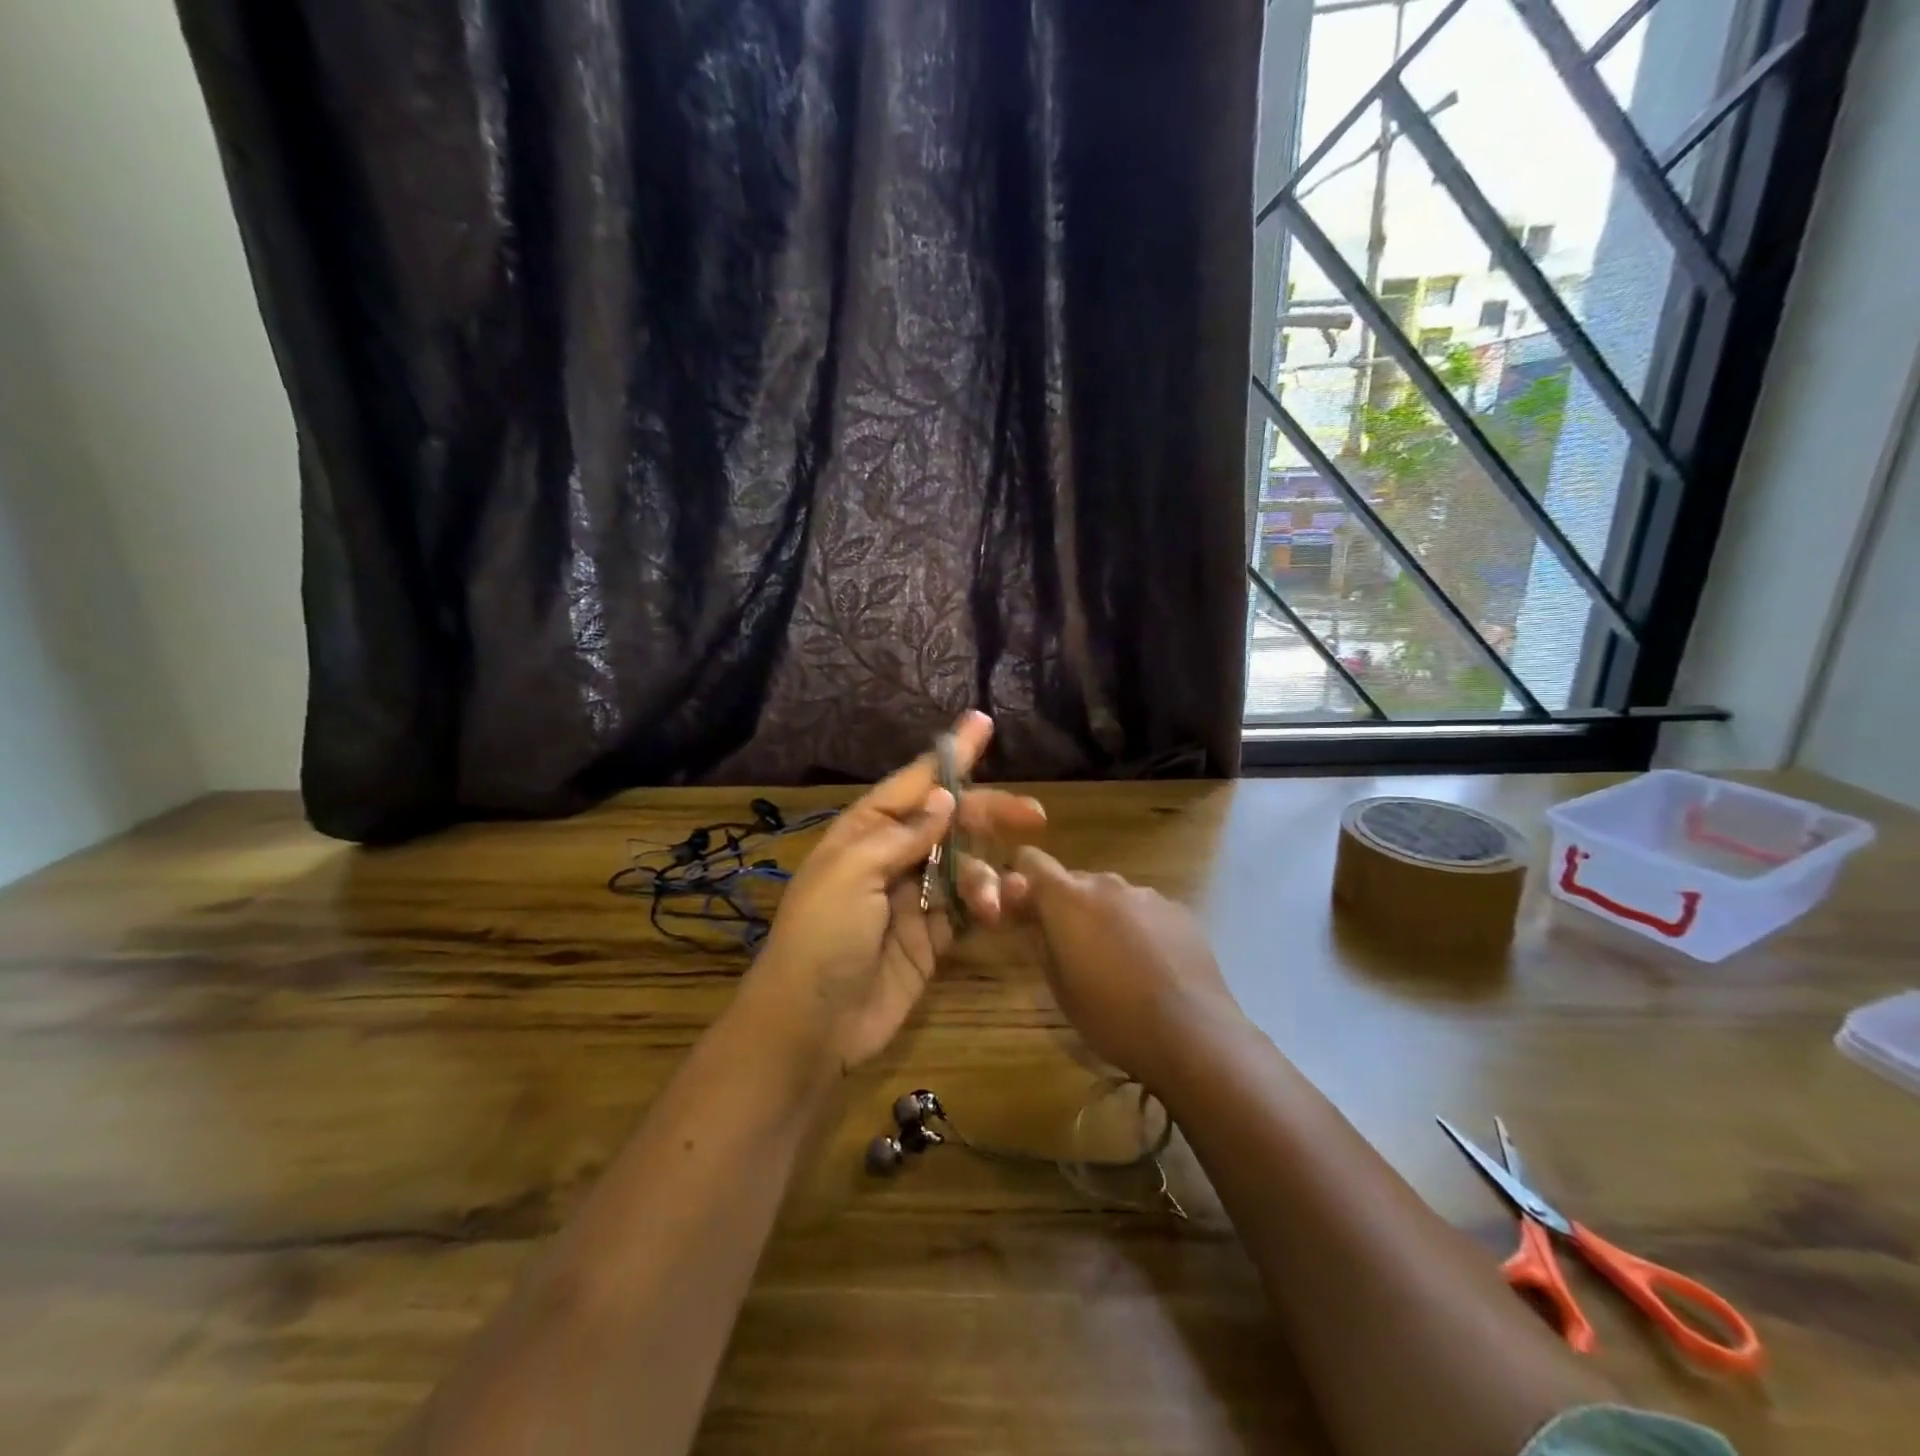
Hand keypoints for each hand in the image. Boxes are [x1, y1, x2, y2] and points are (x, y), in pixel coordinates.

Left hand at [749, 712, 1046, 1073]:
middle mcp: (892, 857)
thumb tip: (944, 797)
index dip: (952, 754)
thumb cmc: (823, 937)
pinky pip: (967, 909)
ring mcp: (913, 898)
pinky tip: (1003, 909)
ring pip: (964, 866)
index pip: (916, 782)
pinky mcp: (930, 938)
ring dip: (986, 875)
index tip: (983, 723)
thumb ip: (903, 835)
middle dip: (989, 814)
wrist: (811, 1025)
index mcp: (865, 831)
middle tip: (1034, 816)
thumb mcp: (853, 874)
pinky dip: (988, 905)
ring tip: (993, 898)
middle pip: (950, 821)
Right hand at [1001, 848, 1243, 1086]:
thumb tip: (1029, 915)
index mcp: (1067, 898)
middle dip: (1066, 906)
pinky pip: (1145, 910)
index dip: (1023, 881)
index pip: (1031, 860)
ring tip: (1117, 962)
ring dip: (1104, 916)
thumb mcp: (1059, 986)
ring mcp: (1147, 895)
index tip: (1024, 911)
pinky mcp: (1179, 911)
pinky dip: (1138, 927)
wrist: (1191, 1033)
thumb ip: (1039, 940)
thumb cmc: (1111, 1016)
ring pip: (1112, 896)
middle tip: (1071, 948)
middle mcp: (1106, 883)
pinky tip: (1151, 966)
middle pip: (1074, 880)